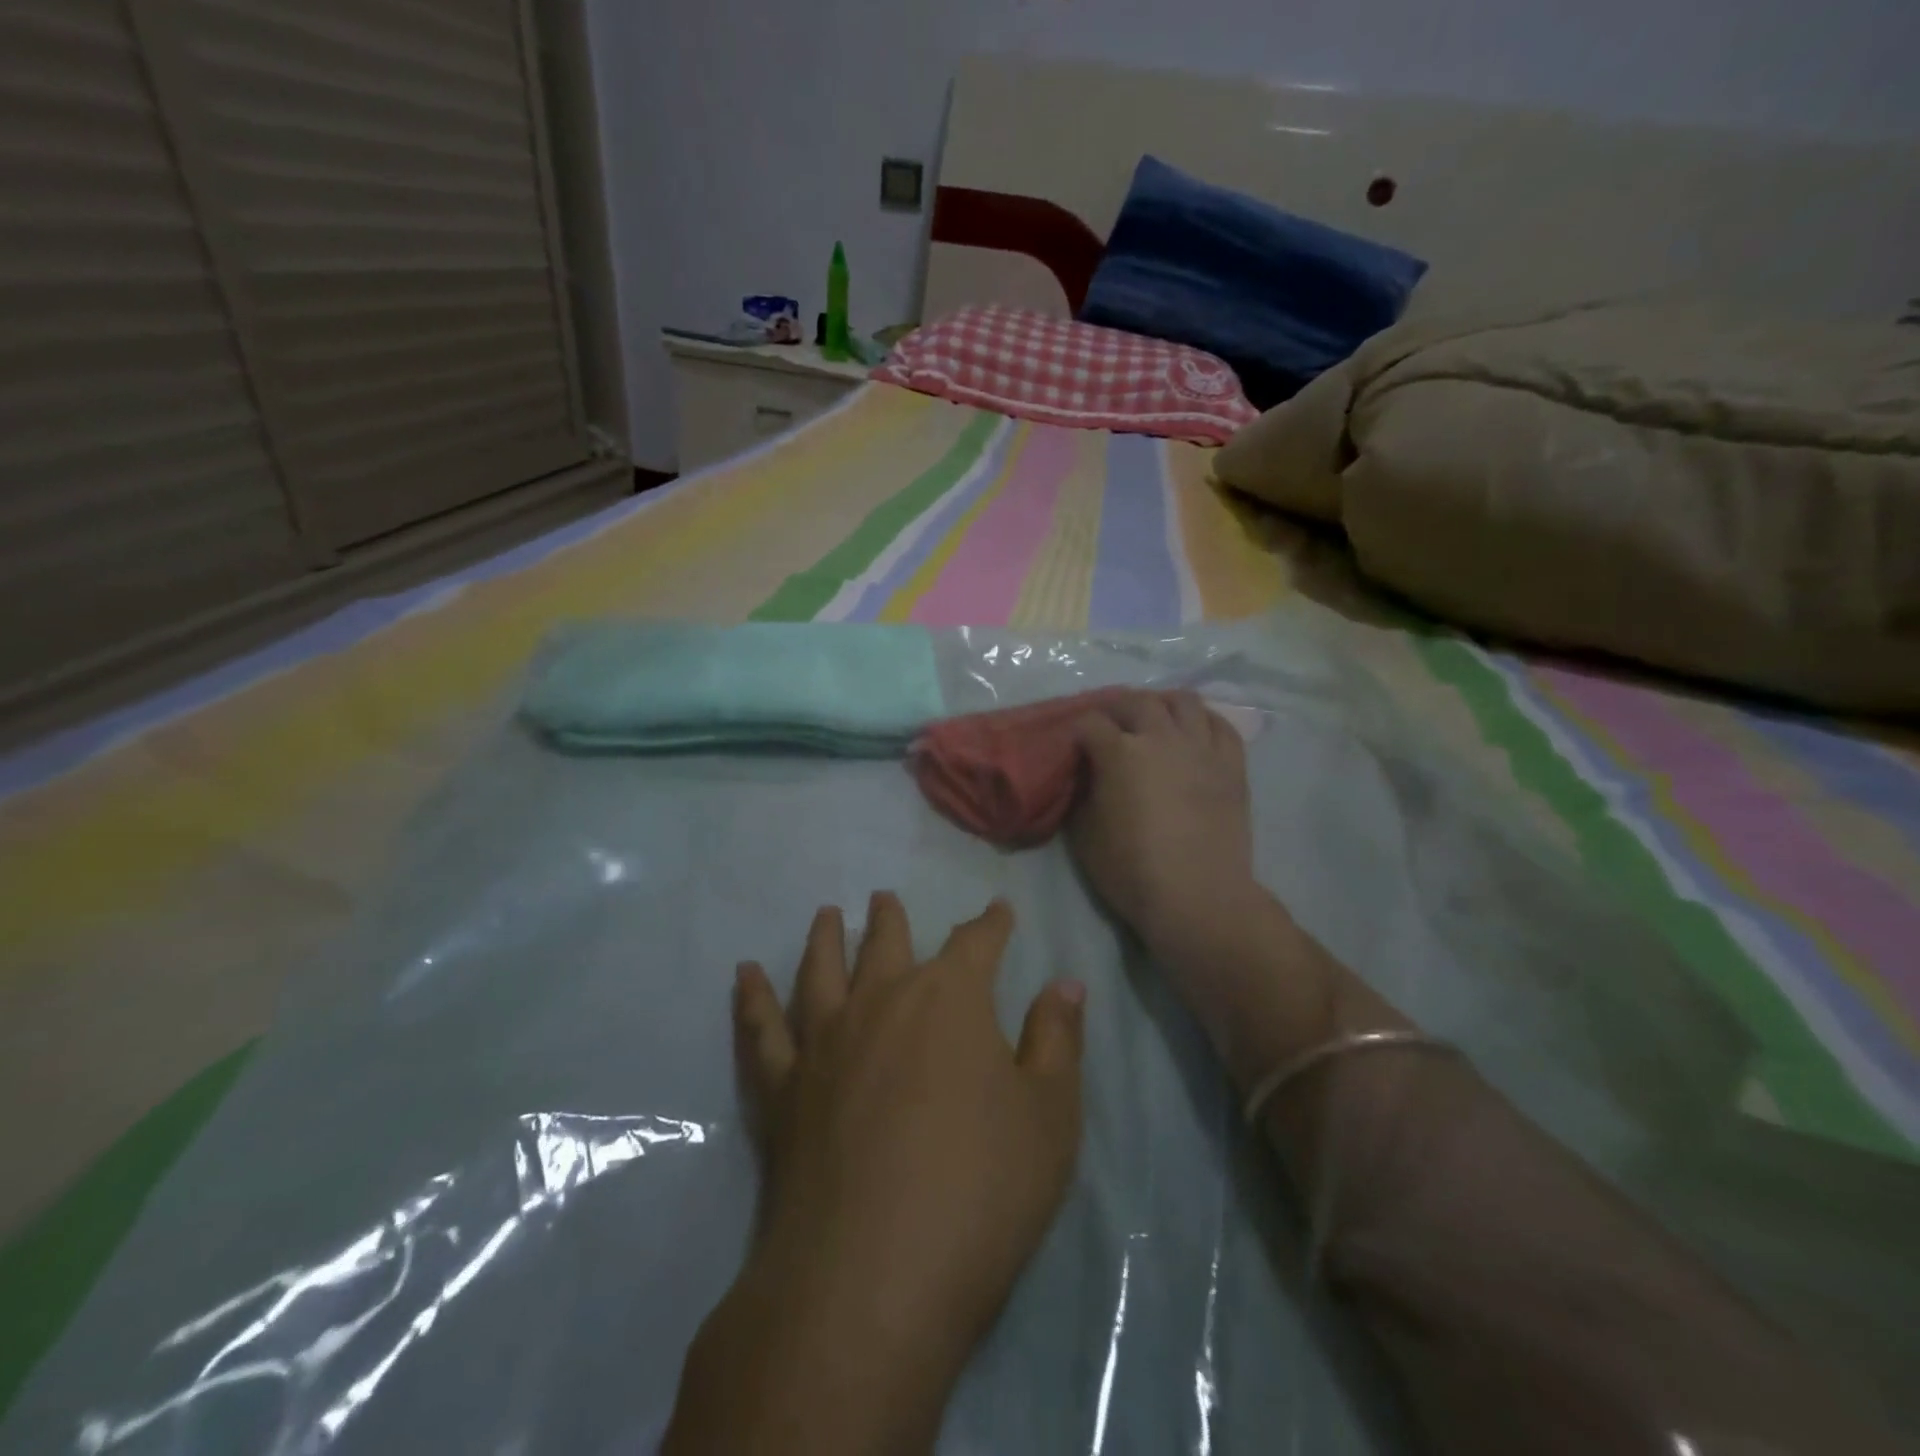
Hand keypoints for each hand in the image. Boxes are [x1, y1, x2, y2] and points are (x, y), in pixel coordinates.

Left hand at [664, 894, 1084, 1455]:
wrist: (872, 1278)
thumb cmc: (980, 1191)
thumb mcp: (1049, 1116)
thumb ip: (1057, 1040)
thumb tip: (1065, 982)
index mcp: (949, 1000)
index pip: (976, 944)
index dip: (990, 925)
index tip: (998, 912)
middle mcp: (882, 1002)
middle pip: (887, 944)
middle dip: (891, 919)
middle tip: (884, 897)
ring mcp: (825, 1042)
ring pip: (821, 970)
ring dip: (824, 938)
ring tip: (826, 914)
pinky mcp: (782, 1089)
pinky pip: (761, 1029)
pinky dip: (751, 997)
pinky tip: (744, 974)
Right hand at [1067, 690, 1259, 960]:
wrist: (1198, 898)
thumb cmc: (1132, 870)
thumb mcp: (1084, 834)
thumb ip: (1083, 794)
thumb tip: (1087, 777)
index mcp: (1120, 752)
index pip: (1090, 723)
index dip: (1077, 731)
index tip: (1075, 745)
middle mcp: (1161, 738)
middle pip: (1135, 701)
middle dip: (1116, 708)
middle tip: (1109, 725)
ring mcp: (1201, 748)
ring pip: (1183, 701)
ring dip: (1162, 703)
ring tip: (1154, 718)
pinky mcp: (1232, 765)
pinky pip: (1221, 726)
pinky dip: (1204, 721)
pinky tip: (1194, 731)